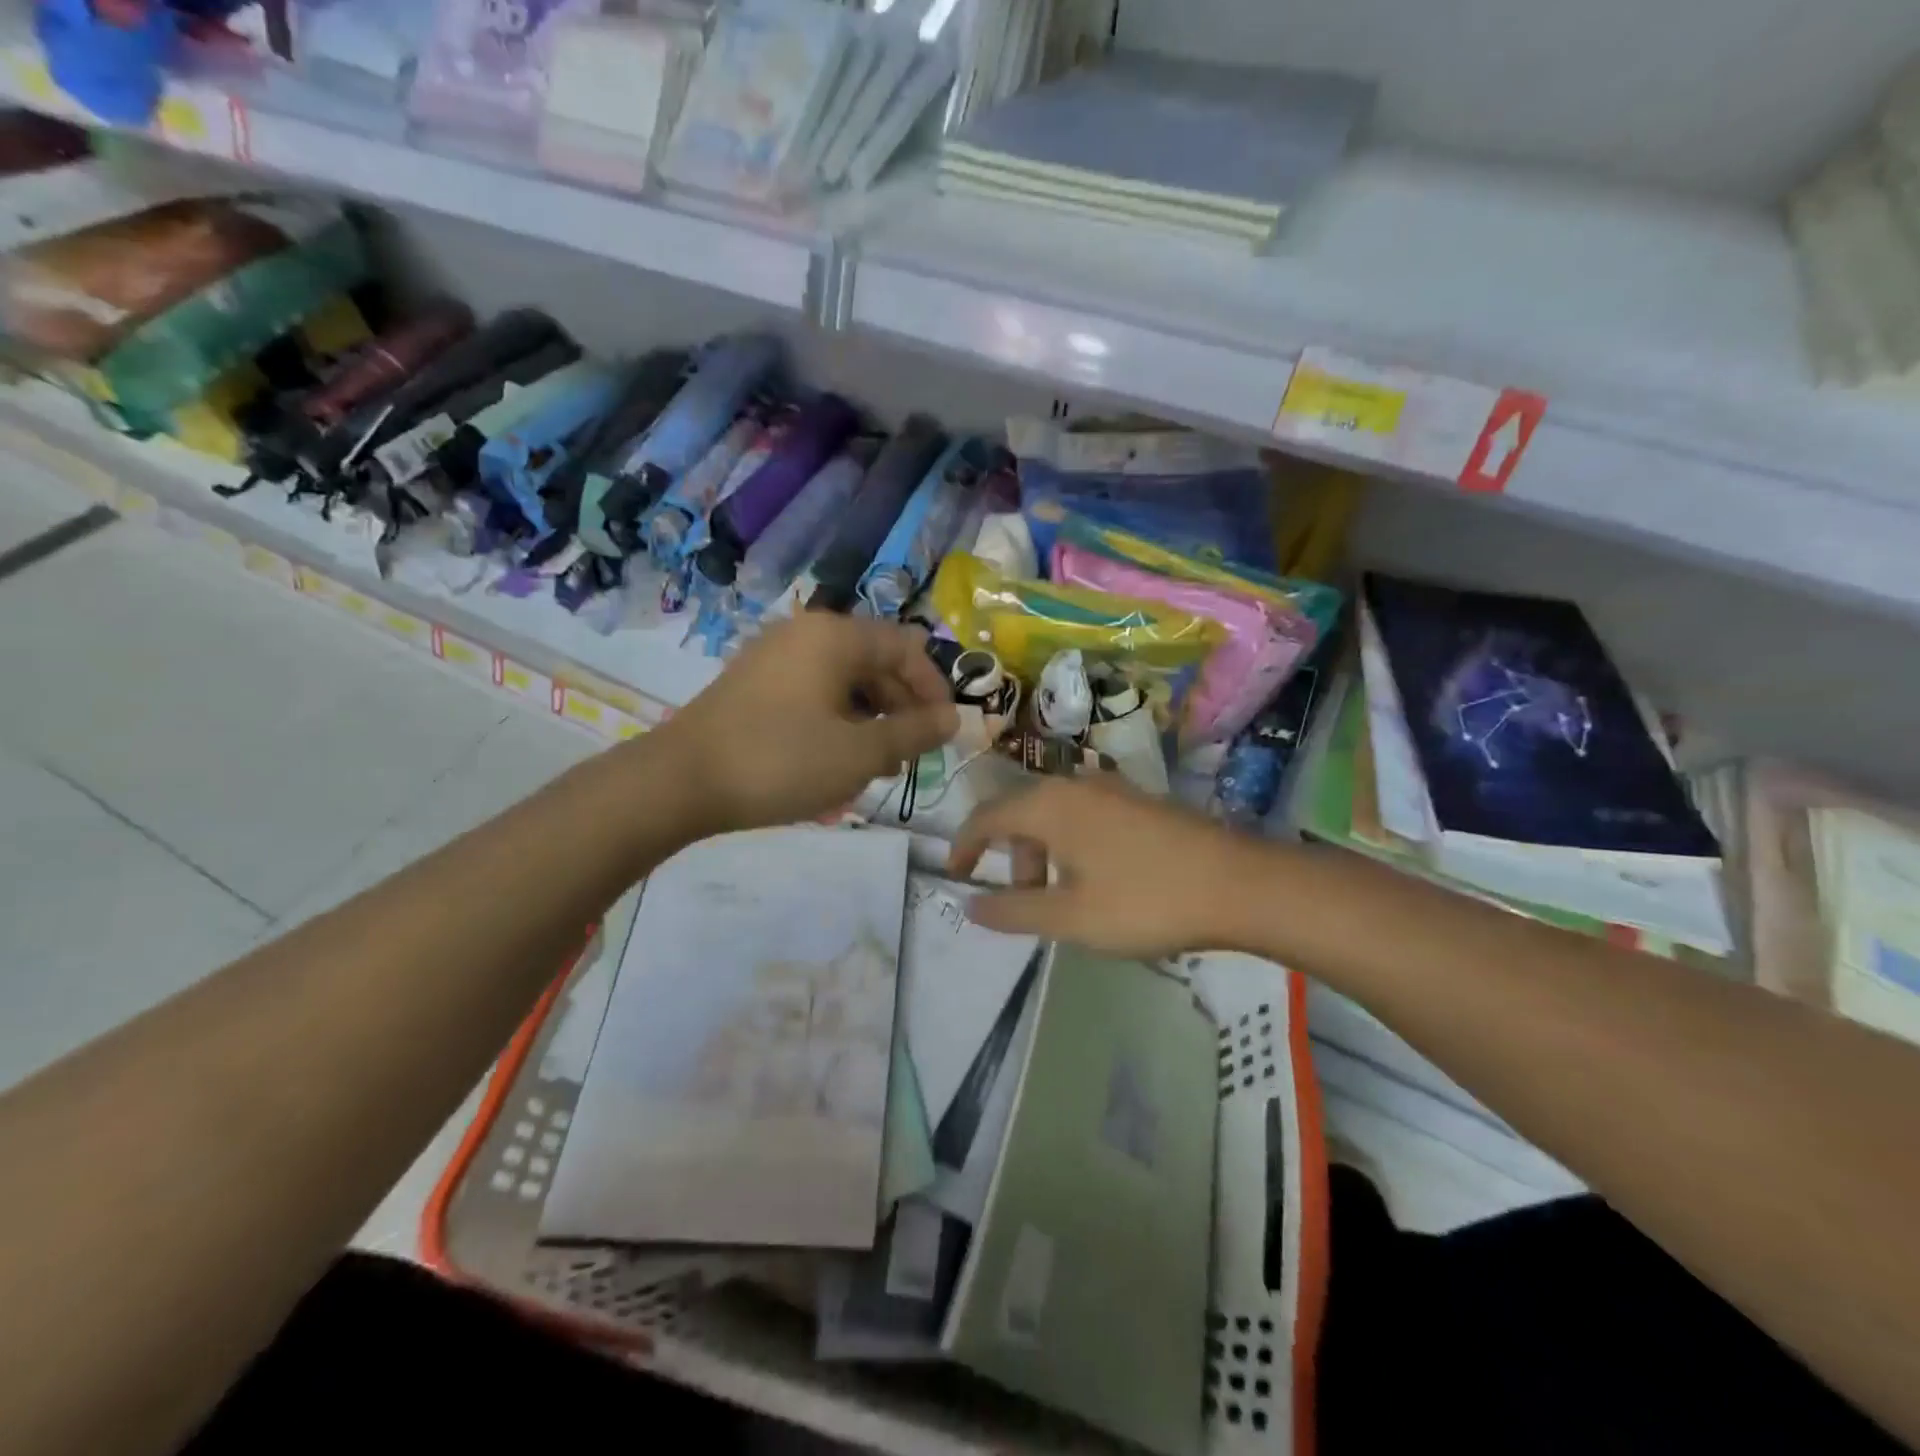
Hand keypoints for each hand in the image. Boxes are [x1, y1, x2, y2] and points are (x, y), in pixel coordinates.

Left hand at [656, 613, 957, 835]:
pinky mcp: (755, 683)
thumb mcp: (859, 752)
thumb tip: (953, 719)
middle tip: (909, 756)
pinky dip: (837, 721)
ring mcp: (775, 657)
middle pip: (875, 663)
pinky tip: (837, 760)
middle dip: (901, 709)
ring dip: (870, 720)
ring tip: (876, 767)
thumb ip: (914, 732)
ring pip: (844, 681)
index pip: (906, 648)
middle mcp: (806, 634)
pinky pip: (813, 693)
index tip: (944, 732)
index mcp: (835, 636)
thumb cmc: (780, 761)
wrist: (679, 782)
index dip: (933, 689)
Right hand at [947, 776, 1265, 956]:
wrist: (1239, 883)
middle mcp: (1075, 784)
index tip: (957, 875)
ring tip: (1067, 900)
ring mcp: (1113, 789)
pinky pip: (1087, 817)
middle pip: (1022, 814)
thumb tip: (969, 905)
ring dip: (1045, 855)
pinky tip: (1102, 882)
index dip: (965, 845)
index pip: (987, 815)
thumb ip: (1013, 911)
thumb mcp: (1070, 917)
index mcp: (1049, 804)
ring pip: (1057, 816)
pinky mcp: (1141, 801)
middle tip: (1028, 904)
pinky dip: (1074, 847)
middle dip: (1013, 858)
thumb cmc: (1144, 901)